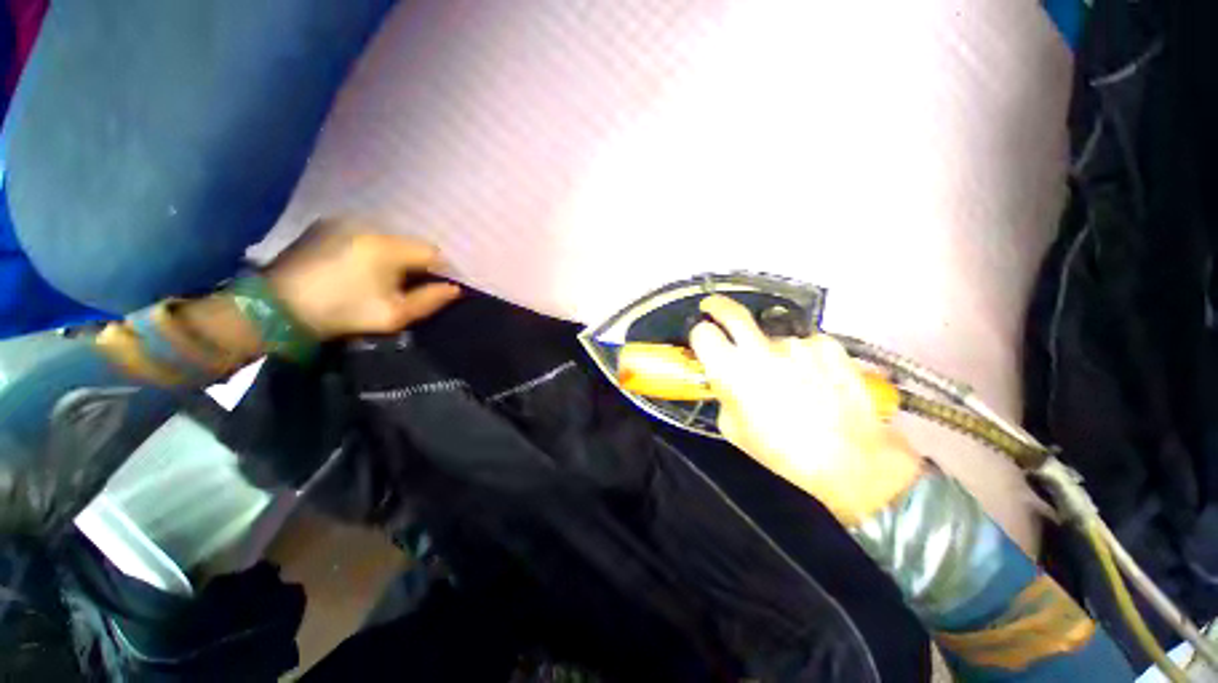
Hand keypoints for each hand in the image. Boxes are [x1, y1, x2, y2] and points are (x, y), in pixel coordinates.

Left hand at [265, 220, 460, 339]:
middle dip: (417, 264)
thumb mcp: (394, 315)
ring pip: (389, 239)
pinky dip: (373, 249)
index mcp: (387, 247)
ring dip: (395, 256)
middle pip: (411, 243)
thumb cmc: (343, 312)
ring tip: (384, 278)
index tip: (435, 287)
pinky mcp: (326, 225)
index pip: (432, 252)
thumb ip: (430, 300)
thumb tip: (454, 289)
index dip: (440, 271)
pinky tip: (361, 268)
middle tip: (408, 286)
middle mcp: (368, 226)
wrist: (277, 307)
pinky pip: (365, 235)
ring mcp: (344, 222)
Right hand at [689, 296, 921, 523]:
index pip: (703, 333)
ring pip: (772, 336)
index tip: (703, 339)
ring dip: (771, 350)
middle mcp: (760, 348)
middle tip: (713, 307)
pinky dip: (802, 357)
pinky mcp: (827, 344)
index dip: (699, 334)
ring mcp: (796, 343)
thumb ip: (723, 395)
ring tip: (790, 378)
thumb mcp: (733, 429)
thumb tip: (725, 380)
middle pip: (731, 311)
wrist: (850, 458)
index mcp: (731, 371)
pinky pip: (803, 344)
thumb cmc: (781, 451)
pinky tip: (815, 379)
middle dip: (716, 306)